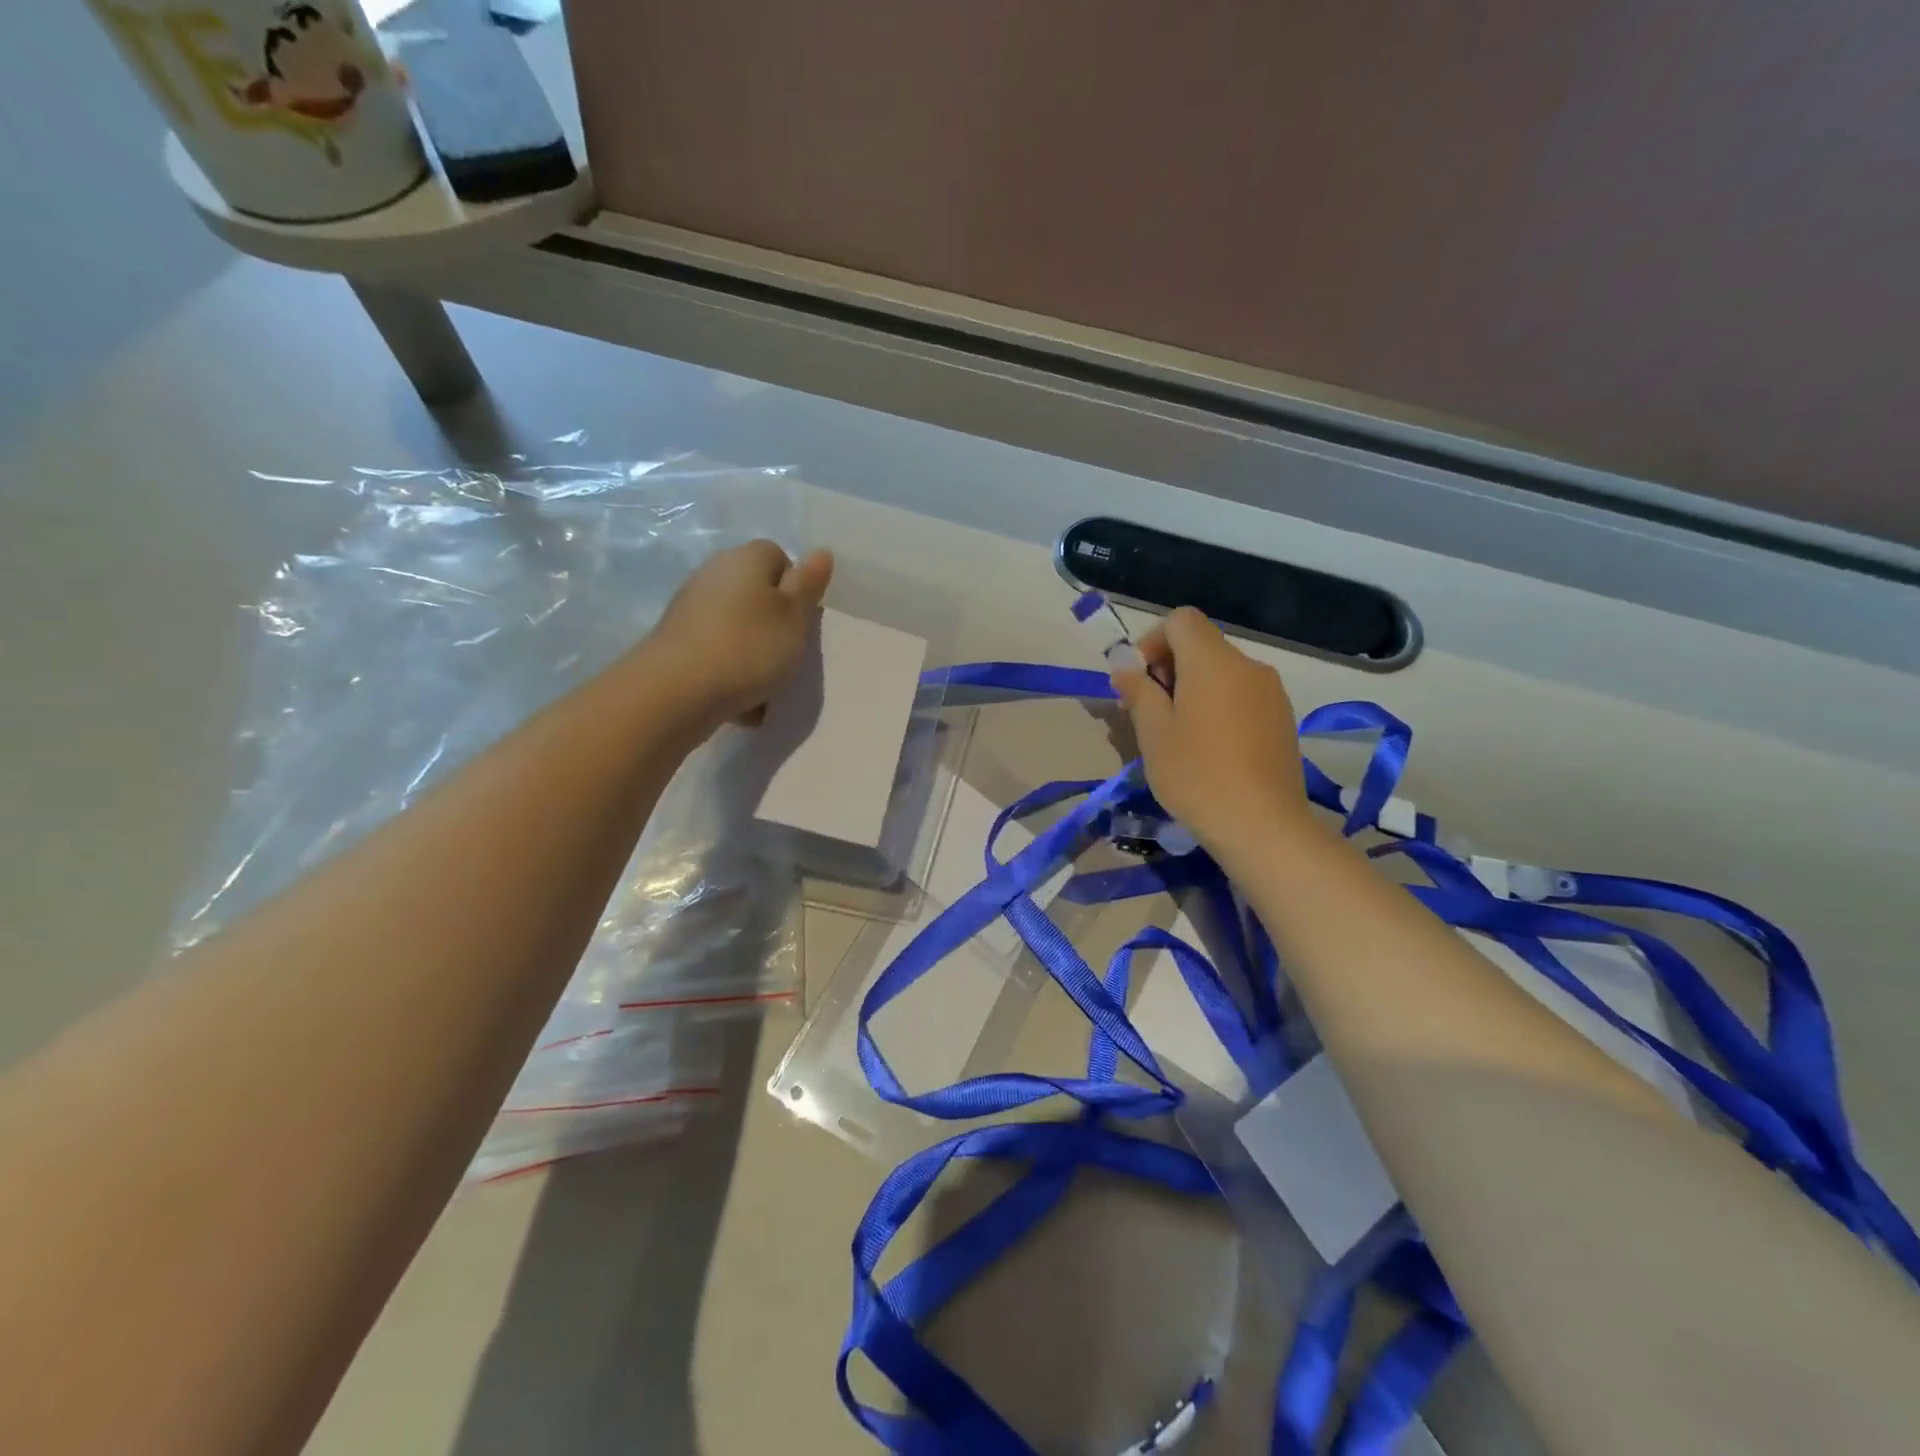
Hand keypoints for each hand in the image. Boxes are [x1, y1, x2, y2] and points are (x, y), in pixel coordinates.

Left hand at [646, 541, 833, 728]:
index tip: (803, 620)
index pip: (779, 557)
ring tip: (766, 684)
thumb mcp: (795, 617)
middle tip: (790, 652)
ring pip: (738, 627)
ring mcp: (691, 608)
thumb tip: (820, 552)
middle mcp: (714, 574)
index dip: (796, 588)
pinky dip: (731, 672)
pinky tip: (742, 701)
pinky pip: (718, 653)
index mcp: (746, 559)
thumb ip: (809, 585)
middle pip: (757, 594)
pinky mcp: (678, 642)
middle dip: (775, 623)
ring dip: (754, 651)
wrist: (676, 692)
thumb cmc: (748, 647)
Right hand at [1110, 607, 1314, 855]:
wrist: (1262, 825)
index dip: (1152, 641)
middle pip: (1202, 645)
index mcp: (1213, 661)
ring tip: (1178, 735)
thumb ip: (1138, 690)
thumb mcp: (1153, 733)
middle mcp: (1247, 666)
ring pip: (1222, 673)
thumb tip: (1126, 666)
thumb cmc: (1196, 775)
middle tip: (1149, 713)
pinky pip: (1242, 696)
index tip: (1140, 682)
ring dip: (1194, 690)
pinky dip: (1219, 707)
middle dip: (1169, 668)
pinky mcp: (1282, 719)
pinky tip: (1210, 749)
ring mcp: (1271, 692)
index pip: (1181, 620)